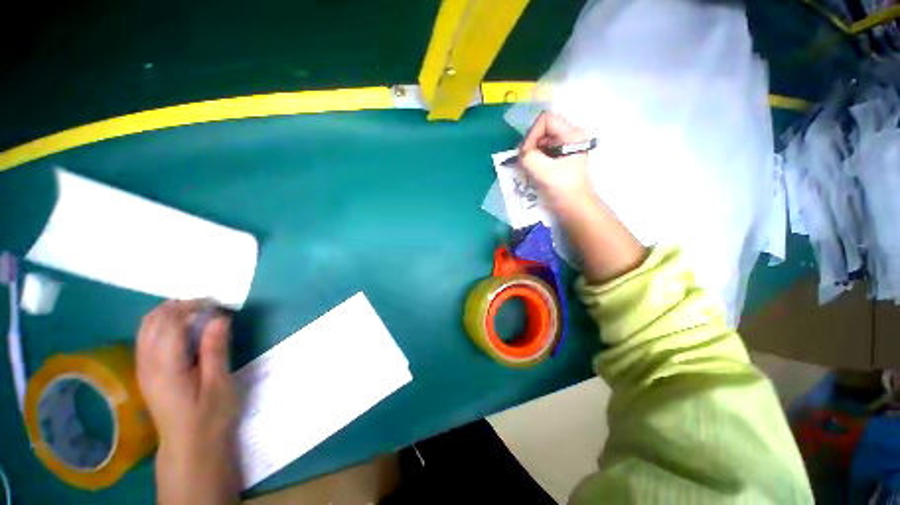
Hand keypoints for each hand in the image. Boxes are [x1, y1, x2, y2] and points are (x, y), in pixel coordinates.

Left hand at [136, 300, 239, 504]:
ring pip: (145, 328)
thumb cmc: (209, 416)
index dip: (192, 306)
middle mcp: (147, 363)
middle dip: (179, 306)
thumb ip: (215, 349)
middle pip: (153, 321)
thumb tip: (219, 317)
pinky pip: (146, 338)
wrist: (189, 446)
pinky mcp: (145, 373)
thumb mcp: (219, 383)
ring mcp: (143, 368)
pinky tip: (180, 329)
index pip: (170, 322)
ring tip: (195, 312)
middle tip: (208, 306)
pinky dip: (161, 325)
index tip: (217, 304)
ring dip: (168, 313)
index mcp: (166, 366)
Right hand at [519, 111, 593, 208]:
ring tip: (528, 168)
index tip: (527, 153)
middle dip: (530, 144)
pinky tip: (532, 170)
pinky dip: (534, 159)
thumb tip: (521, 153)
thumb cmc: (563, 189)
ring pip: (540, 140)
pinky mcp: (559, 157)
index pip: (545, 119)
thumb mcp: (544, 172)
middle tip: (525, 162)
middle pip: (542, 129)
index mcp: (571, 134)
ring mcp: (564, 146)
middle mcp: (569, 136)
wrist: (574, 207)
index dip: (532, 134)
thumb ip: (529, 158)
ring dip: (531, 153)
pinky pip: (542, 151)